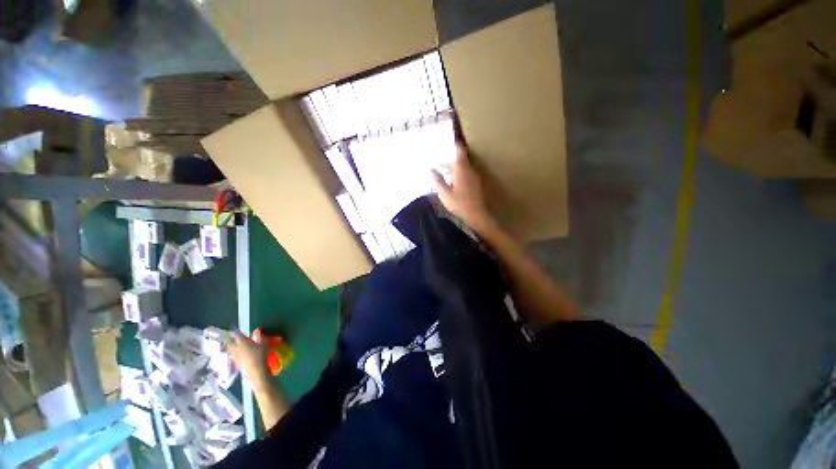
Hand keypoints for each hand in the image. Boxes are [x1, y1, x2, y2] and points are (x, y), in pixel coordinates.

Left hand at [227, 331, 270, 390]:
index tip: (234, 329)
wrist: (256, 372)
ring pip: (229, 349)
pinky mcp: (235, 363)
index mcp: (242, 342)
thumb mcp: (264, 345)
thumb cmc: (261, 356)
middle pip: (228, 342)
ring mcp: (234, 356)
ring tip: (230, 344)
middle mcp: (236, 348)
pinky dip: (232, 352)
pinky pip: (232, 355)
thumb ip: (261, 338)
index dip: (235, 330)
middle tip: (226, 336)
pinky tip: (236, 353)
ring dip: (229, 345)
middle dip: (227, 338)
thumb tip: (258, 333)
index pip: (236, 333)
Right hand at [432, 143, 494, 232]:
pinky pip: (468, 173)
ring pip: (466, 166)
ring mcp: (475, 177)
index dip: (456, 144)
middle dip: (454, 155)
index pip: (460, 150)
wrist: (477, 214)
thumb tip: (431, 170)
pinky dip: (461, 173)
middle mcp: (470, 169)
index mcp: (461, 169)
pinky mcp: (477, 184)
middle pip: (463, 157)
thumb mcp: (444, 193)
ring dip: (458, 165)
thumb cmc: (459, 203)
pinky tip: (455, 180)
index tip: (449, 140)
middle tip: (443, 156)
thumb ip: (438, 180)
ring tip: (447, 168)